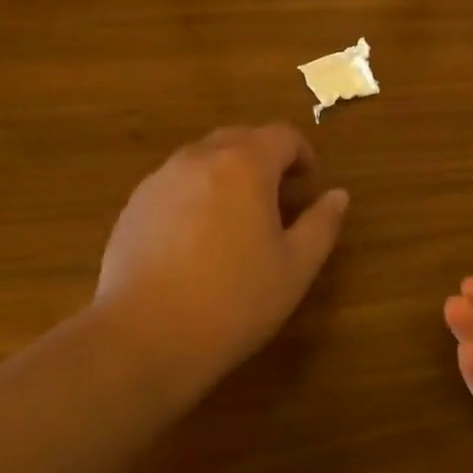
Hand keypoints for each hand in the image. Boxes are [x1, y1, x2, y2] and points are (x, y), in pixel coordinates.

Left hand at [94, 124, 348, 401]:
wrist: (143, 337)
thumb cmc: (233, 300)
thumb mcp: (295, 268)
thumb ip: (321, 225)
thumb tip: (337, 196)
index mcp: (244, 164)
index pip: (282, 135)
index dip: (302, 153)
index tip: (309, 182)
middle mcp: (199, 158)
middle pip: (240, 139)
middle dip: (265, 158)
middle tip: (279, 198)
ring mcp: (160, 179)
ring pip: (204, 159)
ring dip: (228, 174)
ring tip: (238, 219)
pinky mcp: (134, 206)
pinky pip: (176, 184)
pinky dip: (196, 195)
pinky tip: (198, 240)